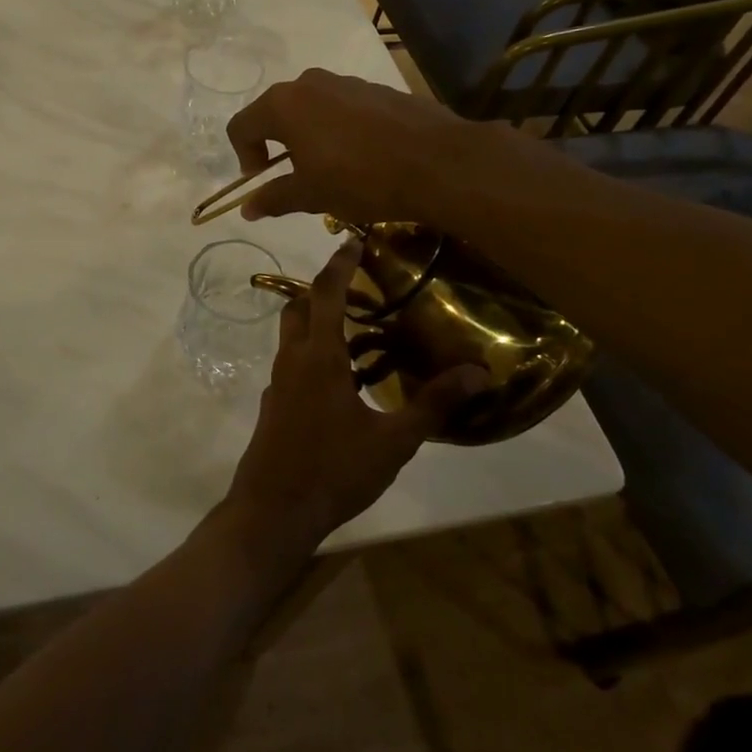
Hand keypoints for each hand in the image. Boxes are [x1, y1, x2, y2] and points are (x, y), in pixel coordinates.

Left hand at [221, 240, 489, 558]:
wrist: (273, 511)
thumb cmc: (334, 471)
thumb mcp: (394, 441)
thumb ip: (433, 404)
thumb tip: (478, 371)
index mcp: (319, 356)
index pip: (325, 292)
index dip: (339, 263)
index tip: (353, 240)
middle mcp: (292, 360)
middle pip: (299, 307)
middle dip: (323, 290)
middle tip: (359, 289)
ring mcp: (278, 384)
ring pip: (292, 337)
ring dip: (317, 324)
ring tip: (358, 333)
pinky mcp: (274, 407)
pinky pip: (292, 365)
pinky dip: (312, 355)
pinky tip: (342, 382)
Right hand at [223, 69, 472, 226]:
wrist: (438, 163)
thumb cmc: (361, 180)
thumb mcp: (311, 195)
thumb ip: (273, 197)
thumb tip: (246, 208)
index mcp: (283, 105)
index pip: (241, 126)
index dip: (244, 156)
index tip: (262, 180)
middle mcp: (309, 83)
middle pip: (274, 112)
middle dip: (275, 144)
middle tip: (292, 176)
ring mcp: (345, 81)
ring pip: (310, 108)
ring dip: (307, 136)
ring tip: (329, 168)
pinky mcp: (376, 89)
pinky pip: (341, 107)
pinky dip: (337, 129)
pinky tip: (361, 157)